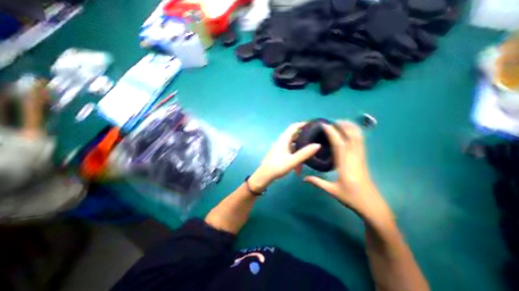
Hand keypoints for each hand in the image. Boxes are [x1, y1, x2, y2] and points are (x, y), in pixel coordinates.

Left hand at [250, 122, 322, 193]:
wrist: (264, 176)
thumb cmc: (278, 166)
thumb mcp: (293, 160)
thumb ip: (305, 153)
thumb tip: (318, 145)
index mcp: (284, 139)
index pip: (294, 127)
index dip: (303, 124)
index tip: (313, 125)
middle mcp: (283, 142)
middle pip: (295, 136)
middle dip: (304, 138)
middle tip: (315, 140)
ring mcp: (281, 148)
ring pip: (294, 146)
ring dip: (300, 152)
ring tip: (309, 158)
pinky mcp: (281, 154)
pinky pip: (291, 153)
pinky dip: (296, 158)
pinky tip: (298, 169)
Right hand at [302, 122, 390, 220]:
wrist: (371, 205)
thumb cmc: (351, 197)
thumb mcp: (332, 190)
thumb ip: (317, 182)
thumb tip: (304, 178)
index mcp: (345, 164)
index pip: (339, 144)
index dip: (332, 133)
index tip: (325, 125)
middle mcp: (354, 158)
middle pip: (352, 136)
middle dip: (343, 126)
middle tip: (332, 121)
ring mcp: (361, 157)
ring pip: (358, 138)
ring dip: (350, 128)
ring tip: (340, 123)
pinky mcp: (363, 159)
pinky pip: (360, 142)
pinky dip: (355, 134)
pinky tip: (349, 133)